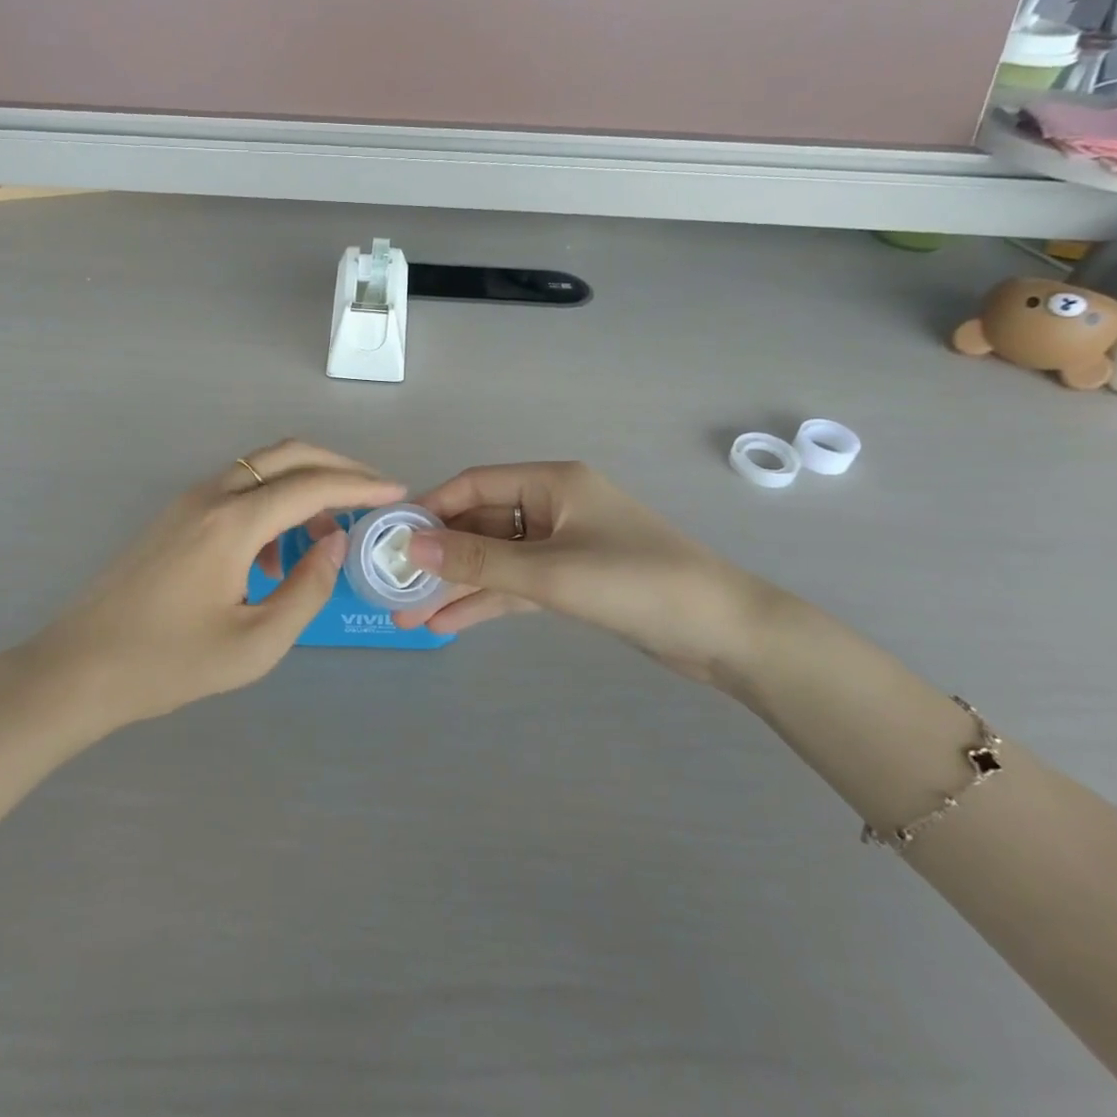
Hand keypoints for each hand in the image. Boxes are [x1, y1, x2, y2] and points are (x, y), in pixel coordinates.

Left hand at [1, 441, 403, 734]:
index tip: (397, 492)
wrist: (77, 670)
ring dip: (301, 489)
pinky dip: (269, 506)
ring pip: (260, 470)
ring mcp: (186, 502)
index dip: (360, 485)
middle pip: (286, 455)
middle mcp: (210, 496)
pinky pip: (235, 492)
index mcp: (232, 523)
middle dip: (336, 467)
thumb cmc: (168, 664)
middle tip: (372, 494)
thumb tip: (335, 541)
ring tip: (322, 541)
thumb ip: (307, 589)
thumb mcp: (255, 642)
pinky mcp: (173, 517)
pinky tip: (270, 561)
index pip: (311, 484)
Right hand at [397, 462, 774, 686]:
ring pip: (496, 559)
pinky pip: (517, 585)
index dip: (431, 509)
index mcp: (552, 483)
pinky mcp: (572, 580)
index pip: (474, 485)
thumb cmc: (637, 583)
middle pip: (481, 525)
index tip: (391, 539)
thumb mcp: (550, 572)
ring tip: (408, 614)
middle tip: (393, 586)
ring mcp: (563, 545)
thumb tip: (409, 547)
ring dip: (457, 585)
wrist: (725, 633)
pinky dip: (486, 602)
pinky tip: (448, 624)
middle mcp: (553, 506)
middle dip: (439, 558)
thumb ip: (478, 561)